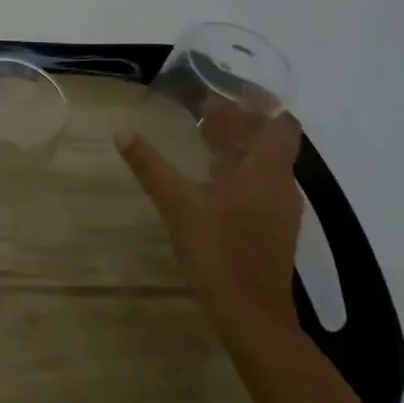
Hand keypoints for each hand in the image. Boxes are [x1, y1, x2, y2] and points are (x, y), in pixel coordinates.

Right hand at [115, 107, 304, 341]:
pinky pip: (255, 185)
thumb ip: (150, 165)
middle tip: (204, 105)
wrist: (251, 316)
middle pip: (268, 142)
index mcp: (266, 172)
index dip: (262, 103)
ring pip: (261, 164)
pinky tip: (207, 174)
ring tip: (202, 131)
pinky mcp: (267, 229)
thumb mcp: (177, 203)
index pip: (281, 124)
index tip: (233, 87)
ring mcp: (276, 210)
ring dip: (236, 145)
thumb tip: (122, 130)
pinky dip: (234, 169)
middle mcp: (279, 186)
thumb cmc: (219, 250)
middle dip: (240, 120)